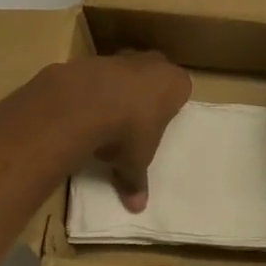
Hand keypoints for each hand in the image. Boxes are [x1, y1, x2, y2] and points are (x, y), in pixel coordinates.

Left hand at [54, 51, 190, 211]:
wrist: (86, 102)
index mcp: (175, 83)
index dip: (170, 107)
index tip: (158, 124)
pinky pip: (99, 76)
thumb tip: (137, 207)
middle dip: (146, 93)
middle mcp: (154, 63)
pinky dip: (94, 90)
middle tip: (135, 120)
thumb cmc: (128, 130)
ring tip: (106, 118)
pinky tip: (84, 110)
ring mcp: (123, 57)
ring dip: (119, 90)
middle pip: (155, 76)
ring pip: (126, 72)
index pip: (181, 90)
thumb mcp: (136, 162)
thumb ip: (137, 181)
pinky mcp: (94, 59)